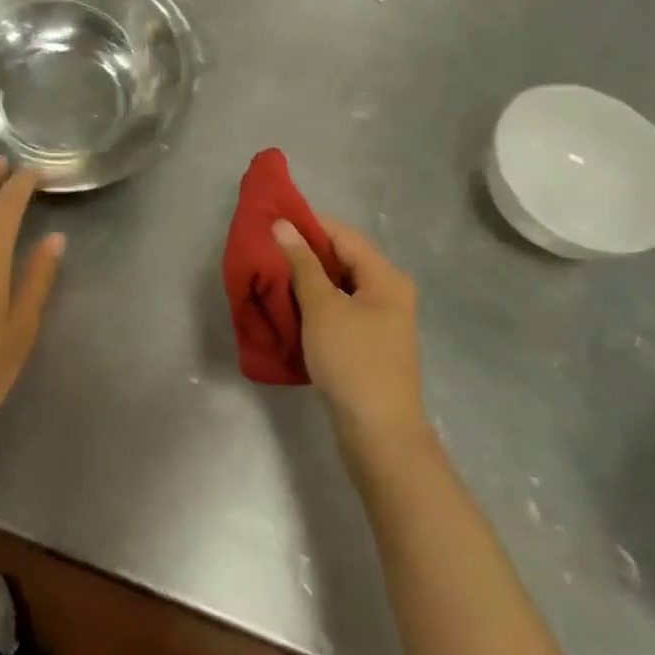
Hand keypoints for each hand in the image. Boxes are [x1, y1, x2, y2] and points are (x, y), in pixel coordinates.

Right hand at [274, 217, 424, 450]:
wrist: (379, 434)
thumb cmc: (352, 361)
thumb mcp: (322, 308)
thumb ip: (302, 263)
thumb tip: (283, 225)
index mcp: (385, 276)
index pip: (342, 234)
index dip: (307, 224)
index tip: (270, 221)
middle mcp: (389, 291)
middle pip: (342, 258)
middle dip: (303, 252)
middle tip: (265, 249)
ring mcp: (381, 319)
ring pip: (338, 285)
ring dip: (306, 279)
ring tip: (270, 275)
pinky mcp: (369, 342)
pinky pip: (339, 308)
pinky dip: (315, 303)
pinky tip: (288, 306)